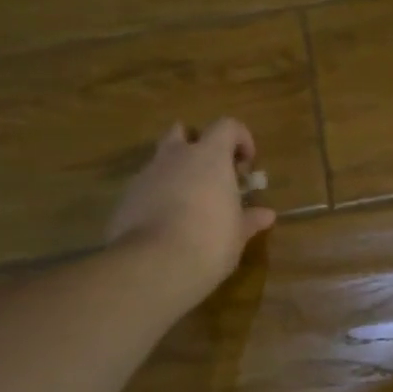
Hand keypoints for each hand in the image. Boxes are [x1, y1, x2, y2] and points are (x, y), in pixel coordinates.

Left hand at [105, 119, 276, 299]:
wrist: (154, 265)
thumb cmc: (210, 242)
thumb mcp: (237, 234)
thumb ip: (250, 219)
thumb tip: (266, 215)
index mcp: (209, 157)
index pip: (227, 126)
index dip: (240, 139)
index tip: (246, 165)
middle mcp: (176, 157)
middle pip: (183, 132)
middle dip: (197, 146)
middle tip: (211, 174)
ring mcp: (146, 175)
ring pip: (161, 160)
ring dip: (175, 172)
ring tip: (188, 202)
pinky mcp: (126, 198)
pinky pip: (146, 186)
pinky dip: (157, 195)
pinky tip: (166, 223)